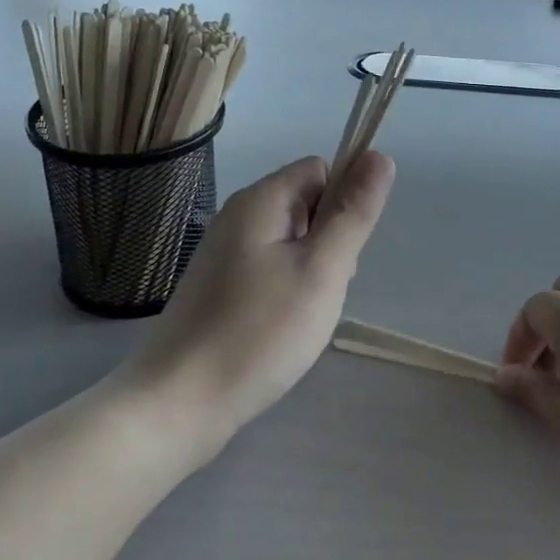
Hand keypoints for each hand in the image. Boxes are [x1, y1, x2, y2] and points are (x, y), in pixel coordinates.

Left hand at [126, 152, 395, 454]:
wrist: (179, 403)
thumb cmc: (259, 332)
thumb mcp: (322, 270)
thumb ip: (353, 213)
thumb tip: (379, 155)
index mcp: (260, 201)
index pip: (320, 170)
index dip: (343, 202)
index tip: (341, 253)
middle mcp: (238, 217)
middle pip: (306, 205)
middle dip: (329, 242)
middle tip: (323, 291)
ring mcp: (224, 255)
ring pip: (291, 243)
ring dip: (311, 272)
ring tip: (304, 316)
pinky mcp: (218, 288)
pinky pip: (270, 270)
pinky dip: (287, 292)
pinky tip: (283, 329)